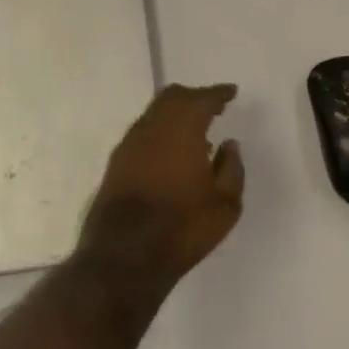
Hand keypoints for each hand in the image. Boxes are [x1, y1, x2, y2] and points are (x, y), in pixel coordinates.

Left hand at [77, 84, 244, 288]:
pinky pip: (143, 132)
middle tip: (213, 106)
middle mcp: (152, 127)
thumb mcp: (225, 204)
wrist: (123, 255)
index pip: (202, 99)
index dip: (218, 93)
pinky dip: (161, 131)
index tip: (231, 93)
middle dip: (194, 97)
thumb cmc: (183, 228)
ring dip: (175, 114)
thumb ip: (232, 169)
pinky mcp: (116, 162)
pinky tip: (172, 152)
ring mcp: (130, 143)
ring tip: (196, 132)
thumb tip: (229, 145)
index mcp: (182, 129)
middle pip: (172, 97)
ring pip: (154, 113)